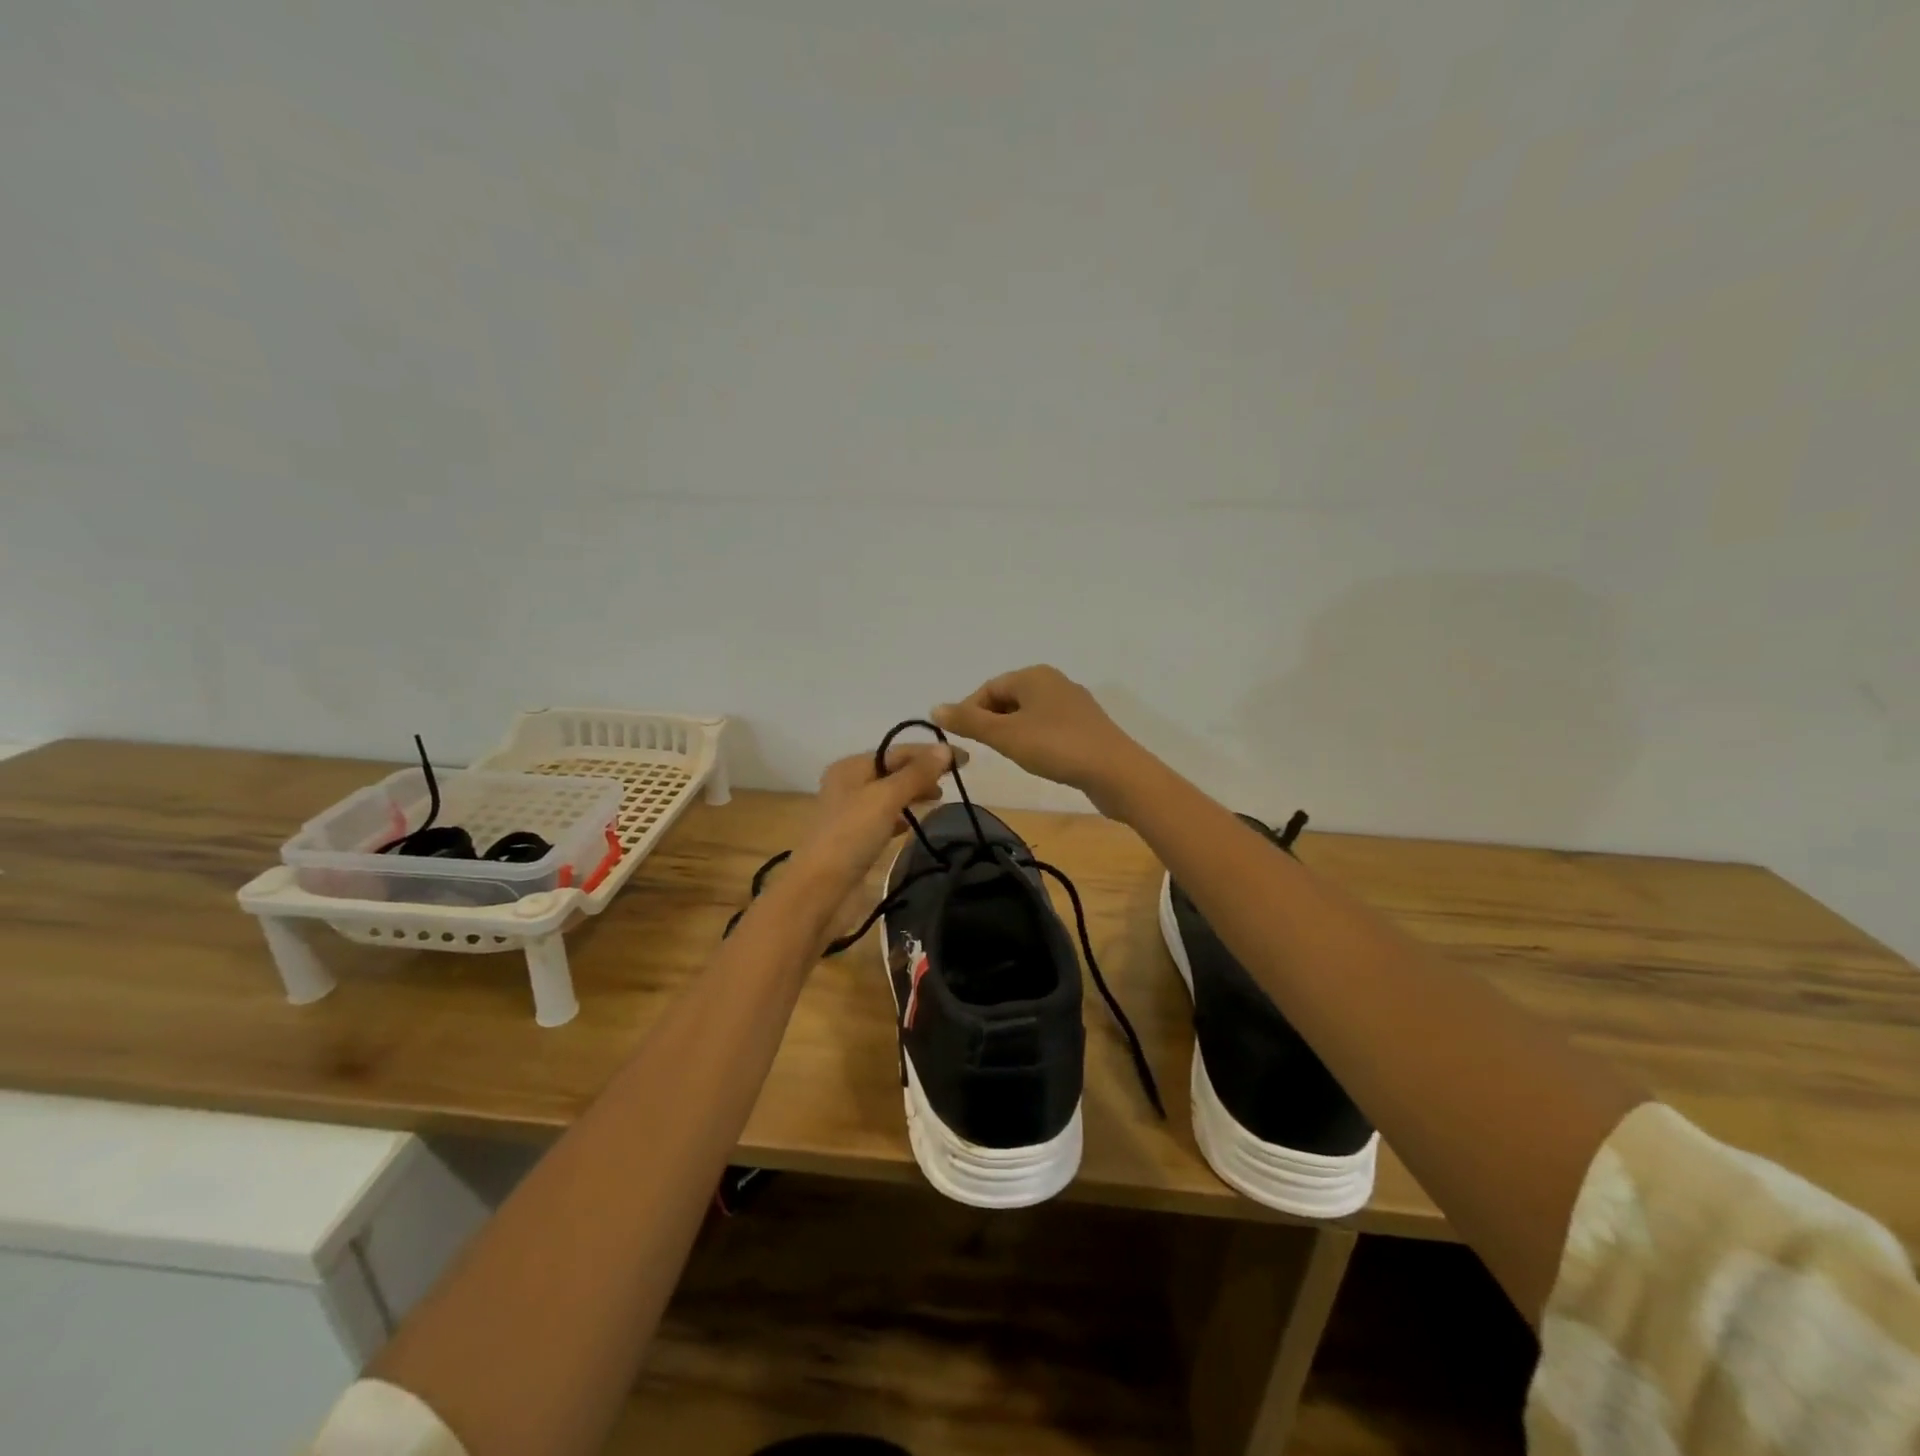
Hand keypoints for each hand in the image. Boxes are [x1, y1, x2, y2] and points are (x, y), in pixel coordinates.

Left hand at [790, 742, 960, 888]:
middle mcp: (848, 785)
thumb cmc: (851, 836)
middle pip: (893, 771)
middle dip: (923, 772)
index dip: (931, 753)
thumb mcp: (886, 798)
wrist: (820, 891)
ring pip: (890, 795)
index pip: (897, 751)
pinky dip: (901, 817)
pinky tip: (913, 825)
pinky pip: (884, 819)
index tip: (965, 760)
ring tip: (939, 798)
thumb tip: (945, 749)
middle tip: (955, 780)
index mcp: (850, 767)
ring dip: (914, 793)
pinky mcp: (855, 839)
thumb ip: (916, 774)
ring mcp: (850, 813)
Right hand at [933, 666, 1145, 806]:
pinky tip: (1037, 759)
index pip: (988, 688)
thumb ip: (969, 721)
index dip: (969, 712)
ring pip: (1028, 713)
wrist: (1115, 772)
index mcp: (1034, 675)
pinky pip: (1048, 726)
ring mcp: (1073, 703)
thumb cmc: (1055, 747)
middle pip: (1008, 698)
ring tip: (1010, 756)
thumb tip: (935, 707)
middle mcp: (1054, 681)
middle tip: (985, 751)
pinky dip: (1034, 739)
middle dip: (991, 722)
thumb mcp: (1005, 735)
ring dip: (1012, 732)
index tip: (962, 740)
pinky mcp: (1085, 726)